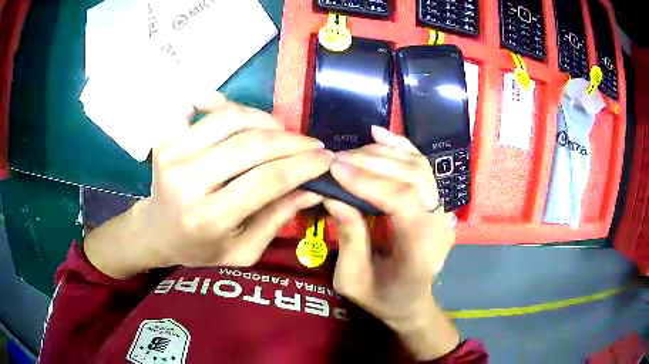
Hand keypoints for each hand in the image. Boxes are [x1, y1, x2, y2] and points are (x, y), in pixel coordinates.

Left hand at [84, 94, 333, 277]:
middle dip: (292, 141)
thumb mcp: (242, 251)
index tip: (328, 158)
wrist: (156, 231)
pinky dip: (221, 102)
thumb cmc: (199, 248)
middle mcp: (187, 182)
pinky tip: (236, 114)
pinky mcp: (165, 138)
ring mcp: (172, 154)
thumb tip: (313, 188)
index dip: (304, 165)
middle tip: (312, 145)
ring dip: (265, 120)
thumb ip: (276, 219)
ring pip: (230, 117)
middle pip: (252, 144)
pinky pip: (198, 106)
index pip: (267, 180)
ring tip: (280, 133)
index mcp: (209, 218)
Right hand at [324, 126, 458, 359]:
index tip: (335, 168)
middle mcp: (438, 223)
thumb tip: (332, 195)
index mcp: (421, 248)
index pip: (402, 199)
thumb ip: (347, 238)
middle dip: (371, 161)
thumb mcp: (352, 280)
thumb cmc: (383, 298)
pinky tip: (378, 134)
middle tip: (336, 159)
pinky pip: (421, 166)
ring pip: (418, 166)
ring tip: (350, 153)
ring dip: (382, 152)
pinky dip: (400, 147)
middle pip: (412, 176)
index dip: (368, 180)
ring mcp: (441, 210)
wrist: (412, 302)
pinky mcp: (436, 202)